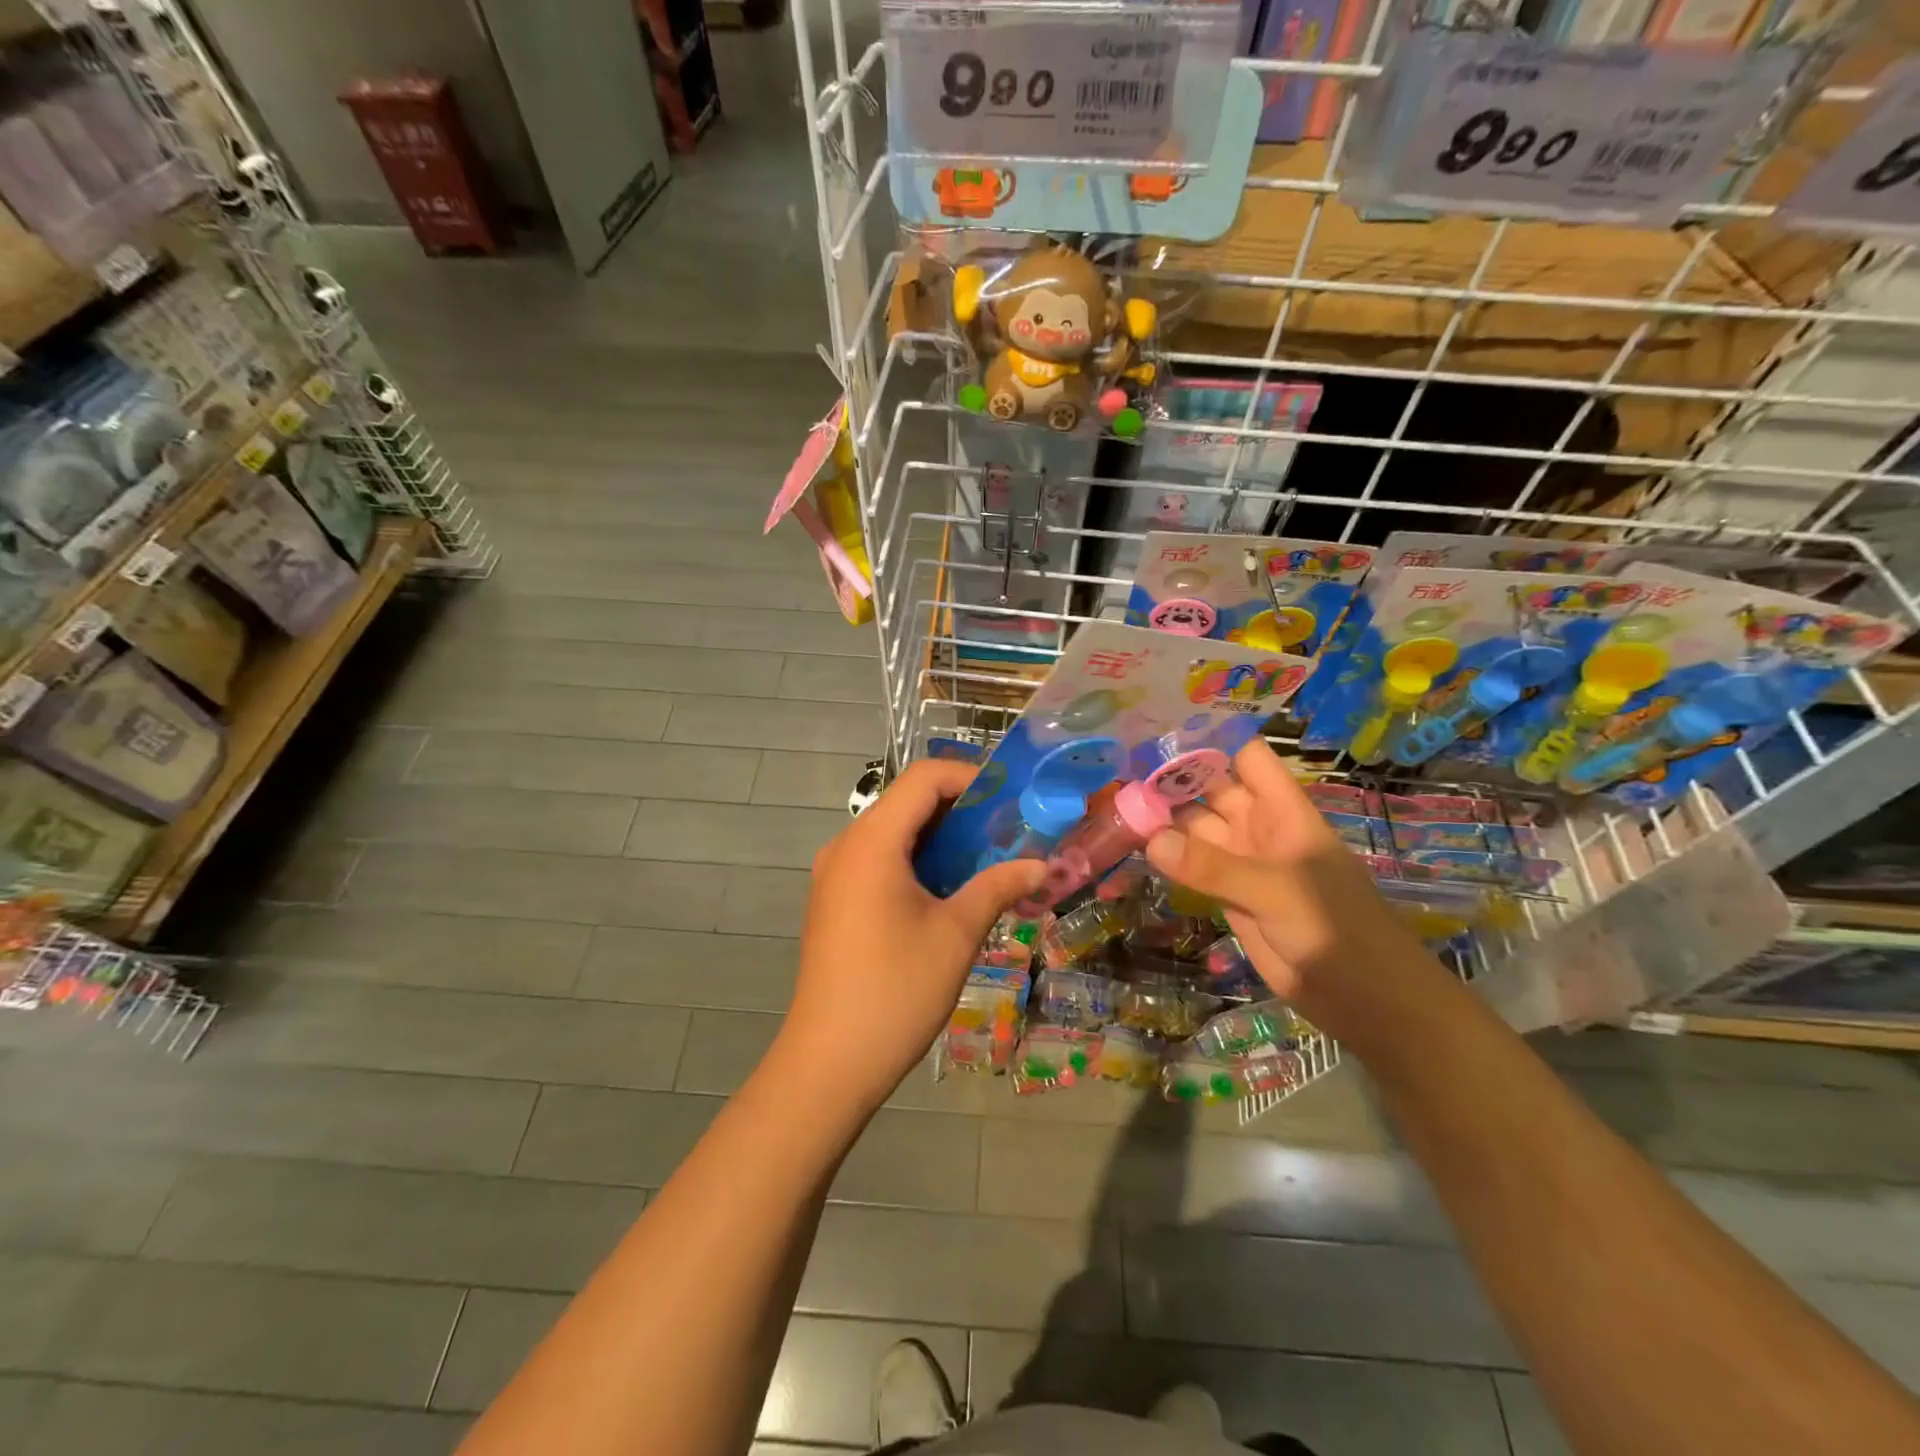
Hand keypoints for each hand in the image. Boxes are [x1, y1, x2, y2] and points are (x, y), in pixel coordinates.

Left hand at [777, 759, 1045, 1113]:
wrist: (829, 1062)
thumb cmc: (896, 990)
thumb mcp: (957, 934)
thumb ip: (998, 886)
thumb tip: (1042, 865)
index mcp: (872, 842)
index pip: (924, 778)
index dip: (971, 777)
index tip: (1012, 800)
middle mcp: (846, 846)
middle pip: (908, 801)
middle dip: (962, 809)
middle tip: (1010, 831)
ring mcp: (834, 874)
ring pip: (895, 832)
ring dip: (942, 837)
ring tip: (989, 860)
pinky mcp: (834, 899)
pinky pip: (880, 859)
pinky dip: (918, 860)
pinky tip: (950, 889)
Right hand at [1144, 738, 1428, 1032]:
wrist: (1366, 1000)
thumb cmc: (1336, 929)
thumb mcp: (1277, 891)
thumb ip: (1213, 867)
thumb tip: (1151, 840)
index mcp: (1282, 810)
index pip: (1245, 757)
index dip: (1209, 738)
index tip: (1160, 726)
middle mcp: (1259, 828)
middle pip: (1210, 789)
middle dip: (1172, 778)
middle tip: (1117, 766)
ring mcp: (1242, 863)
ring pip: (1195, 829)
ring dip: (1163, 819)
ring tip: (1114, 804)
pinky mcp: (1229, 897)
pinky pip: (1192, 867)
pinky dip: (1167, 858)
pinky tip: (1133, 846)